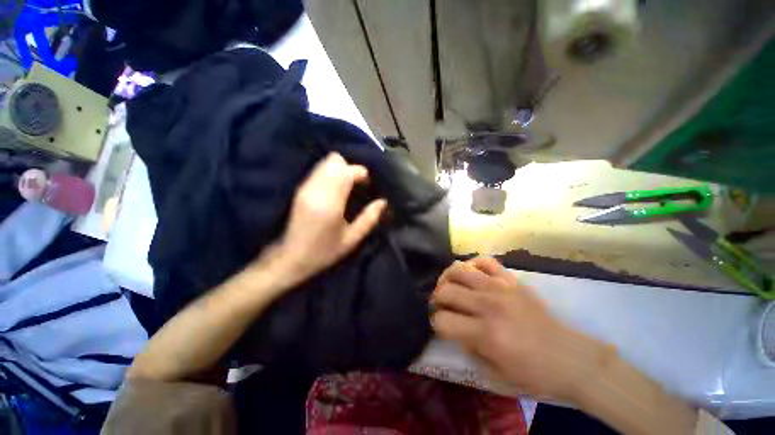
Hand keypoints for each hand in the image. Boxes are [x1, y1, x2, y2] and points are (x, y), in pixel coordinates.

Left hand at [275, 152, 387, 282]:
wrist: (291, 258)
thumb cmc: (324, 251)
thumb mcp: (351, 239)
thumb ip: (369, 219)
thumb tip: (383, 202)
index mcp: (331, 203)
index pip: (346, 172)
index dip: (360, 173)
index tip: (367, 183)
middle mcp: (316, 190)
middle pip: (334, 161)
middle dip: (349, 168)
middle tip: (357, 184)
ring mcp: (305, 188)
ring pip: (325, 163)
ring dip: (340, 169)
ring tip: (347, 185)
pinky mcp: (300, 189)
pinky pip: (318, 170)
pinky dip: (330, 173)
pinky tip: (336, 187)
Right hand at [431, 256, 612, 401]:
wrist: (572, 358)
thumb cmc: (535, 373)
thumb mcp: (496, 373)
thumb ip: (469, 348)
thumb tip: (456, 328)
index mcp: (486, 334)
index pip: (443, 321)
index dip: (436, 323)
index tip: (440, 325)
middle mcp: (489, 305)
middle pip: (445, 291)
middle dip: (436, 299)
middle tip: (440, 305)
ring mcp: (501, 288)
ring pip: (460, 270)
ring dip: (447, 278)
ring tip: (449, 285)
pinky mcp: (512, 280)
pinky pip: (485, 261)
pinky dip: (473, 264)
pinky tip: (471, 274)